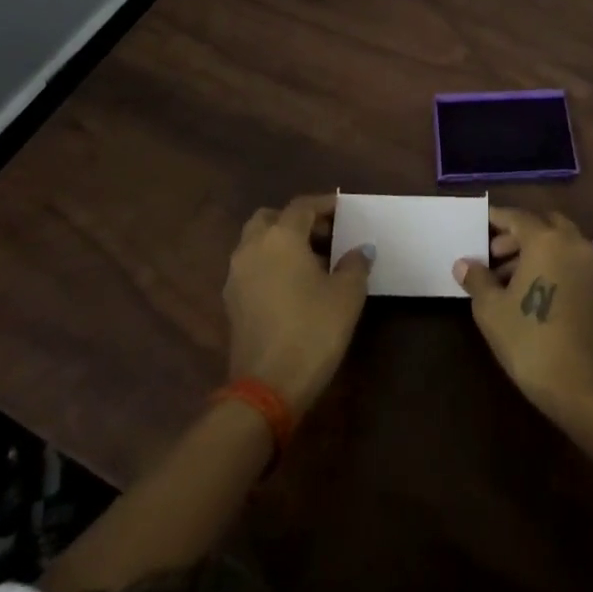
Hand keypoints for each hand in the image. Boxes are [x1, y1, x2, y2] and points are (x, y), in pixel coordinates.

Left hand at [224, 193, 372, 415]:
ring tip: (312, 261)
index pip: (302, 206)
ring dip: (281, 243)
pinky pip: (252, 267)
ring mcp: (237, 276)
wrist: (267, 388)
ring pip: (257, 243)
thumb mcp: (347, 295)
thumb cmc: (312, 330)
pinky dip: (271, 264)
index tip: (344, 209)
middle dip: (296, 220)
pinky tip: (294, 285)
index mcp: (280, 237)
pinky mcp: (232, 302)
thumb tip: (360, 249)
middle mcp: (252, 248)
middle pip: (271, 218)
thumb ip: (355, 264)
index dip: (325, 204)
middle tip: (324, 234)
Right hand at [454, 206, 592, 421]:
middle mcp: (573, 243)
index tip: (480, 223)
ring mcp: (592, 264)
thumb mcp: (491, 309)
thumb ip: (477, 279)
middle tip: (494, 254)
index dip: (497, 219)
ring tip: (508, 277)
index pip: (517, 218)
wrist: (581, 385)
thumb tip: (464, 263)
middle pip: (543, 225)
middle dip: (518, 234)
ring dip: (536, 249)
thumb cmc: (530, 340)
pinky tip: (533, 289)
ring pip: (560, 242)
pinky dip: (554, 263)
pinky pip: (572, 260)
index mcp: (546, 240)